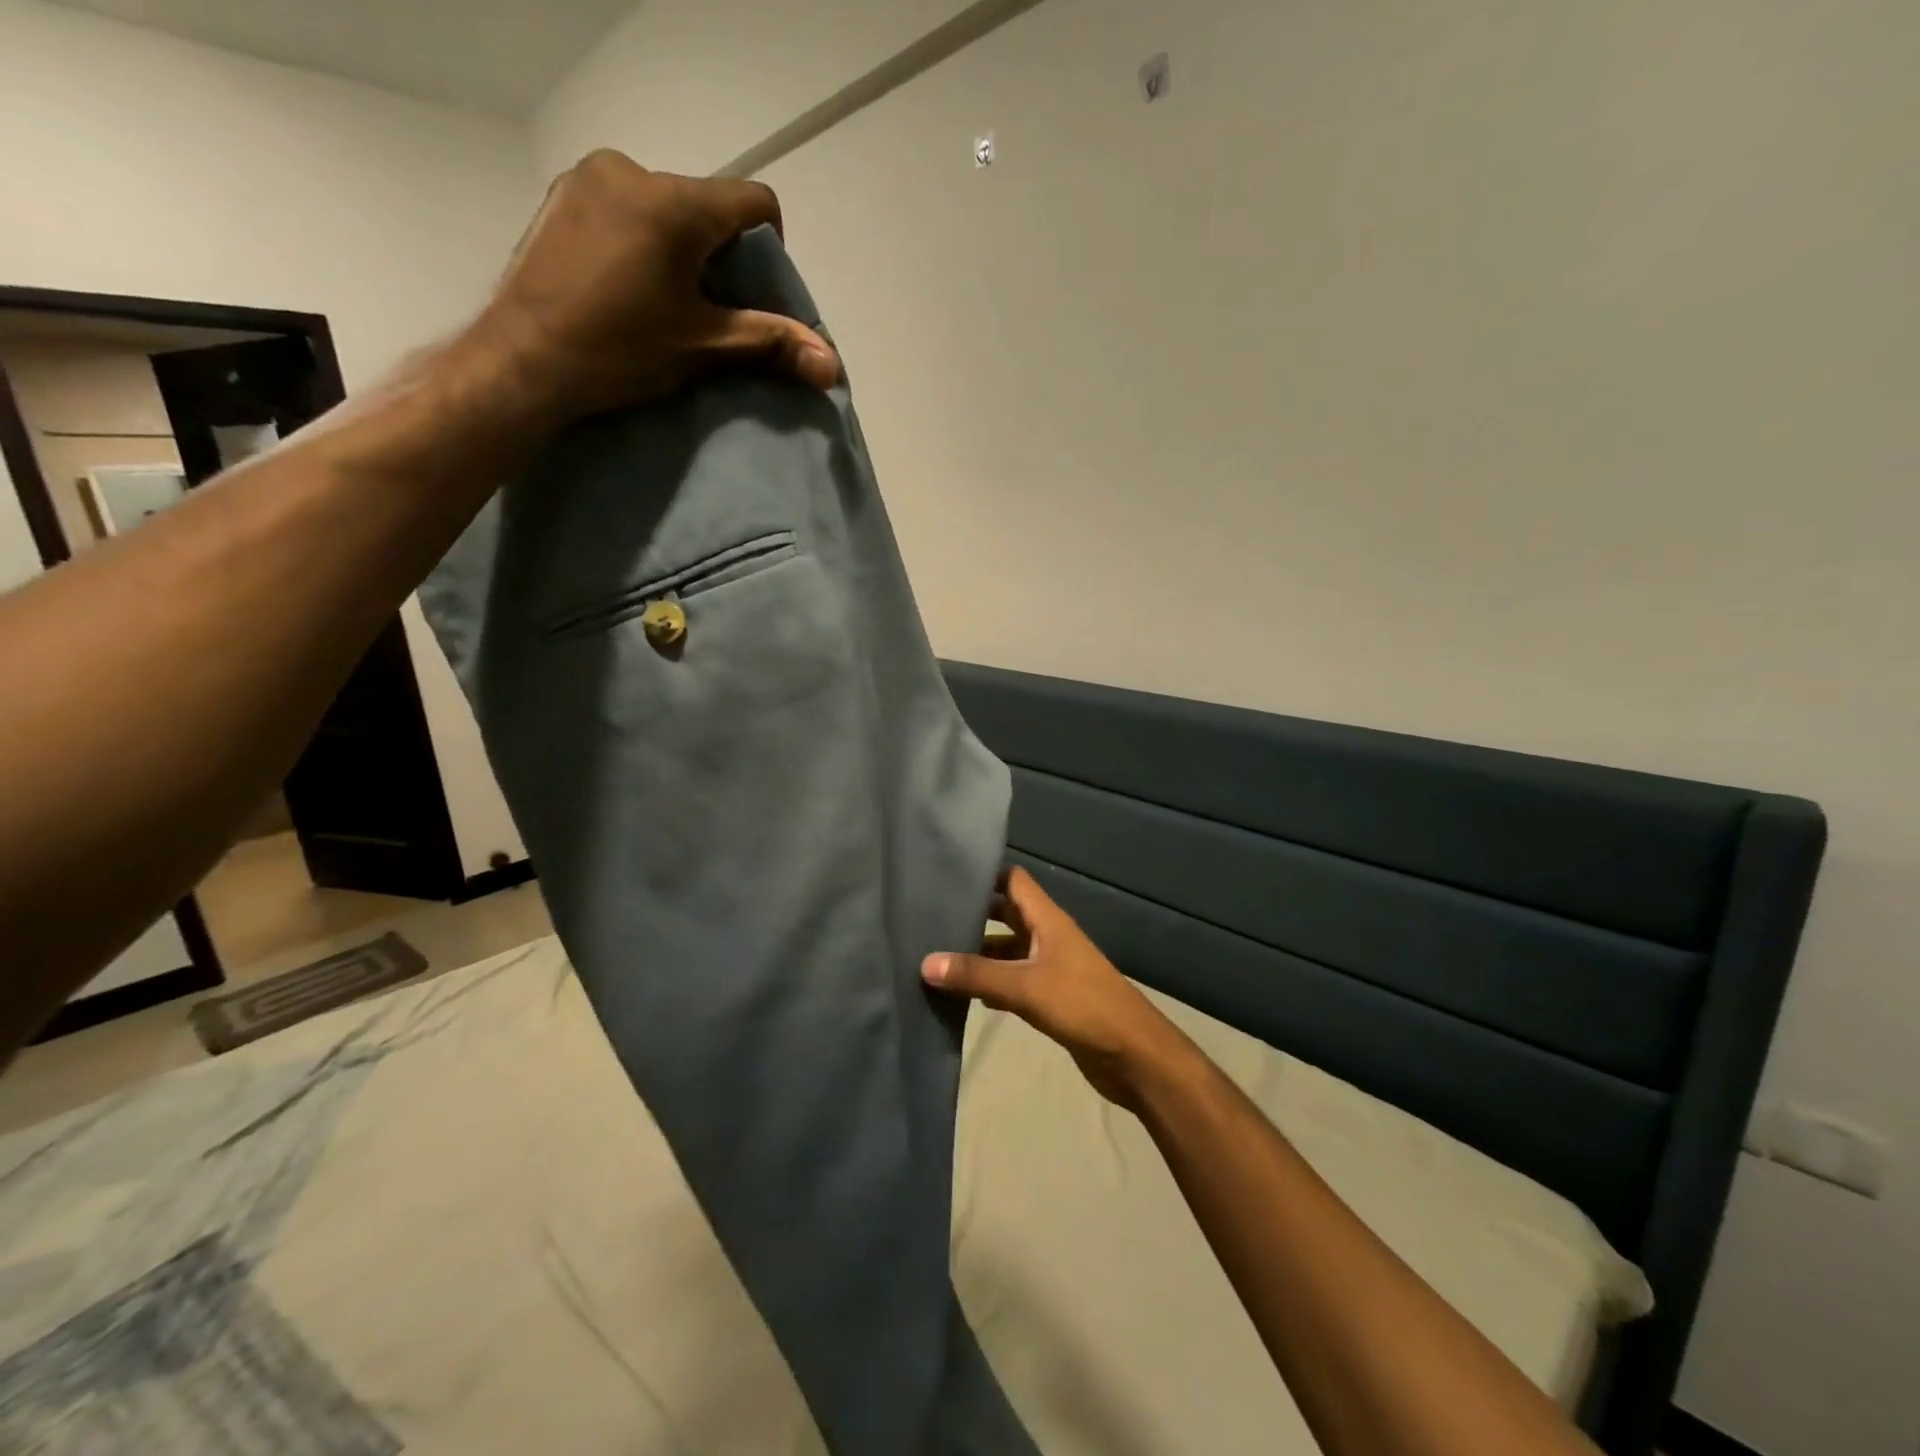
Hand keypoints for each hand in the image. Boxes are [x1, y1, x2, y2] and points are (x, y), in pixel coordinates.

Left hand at [467, 149, 839, 429]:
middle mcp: (632, 170)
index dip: (770, 248)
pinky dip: (639, 239)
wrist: (523, 362)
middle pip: (706, 204)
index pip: (754, 202)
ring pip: (663, 205)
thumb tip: (832, 366)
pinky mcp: (559, 197)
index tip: (753, 293)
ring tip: (662, 300)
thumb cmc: (620, 350)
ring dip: (677, 246)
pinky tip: (624, 285)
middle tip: (707, 308)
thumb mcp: (704, 347)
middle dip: (718, 252)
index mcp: (675, 201)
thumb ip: (771, 344)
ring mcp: (587, 178)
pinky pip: (623, 207)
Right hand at [923, 866, 1194, 1110]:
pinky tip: (963, 995)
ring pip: (1007, 950)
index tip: (945, 878)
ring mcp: (1050, 967)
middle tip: (929, 920)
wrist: (1132, 1055)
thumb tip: (925, 962)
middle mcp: (1047, 936)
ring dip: (978, 953)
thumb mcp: (1025, 986)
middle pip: (1005, 914)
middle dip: (972, 915)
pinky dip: (991, 983)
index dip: (983, 874)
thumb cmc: (1082, 1005)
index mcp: (1047, 920)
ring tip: (935, 958)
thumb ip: (977, 974)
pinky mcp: (1051, 997)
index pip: (1012, 880)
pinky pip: (1013, 980)